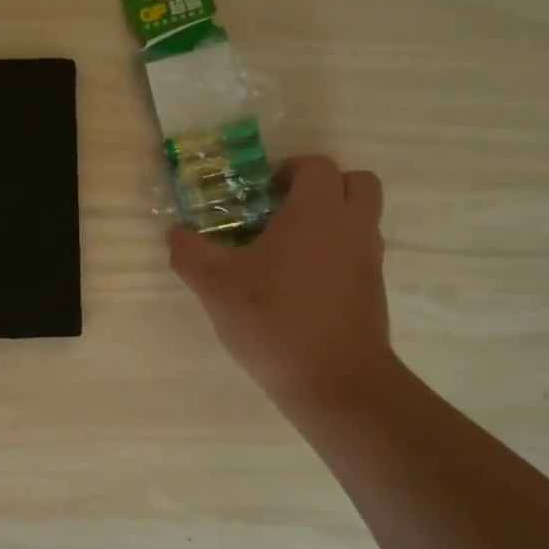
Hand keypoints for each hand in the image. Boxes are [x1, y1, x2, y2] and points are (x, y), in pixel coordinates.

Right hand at [168, 155, 396, 416]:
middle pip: (355, 182)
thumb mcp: (215, 286)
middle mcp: (351, 227)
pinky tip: (300, 284)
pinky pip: (359, 254)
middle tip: (285, 209)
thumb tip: (174, 234)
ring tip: (289, 248)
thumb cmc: (273, 320)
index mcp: (316, 212)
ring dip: (332, 220)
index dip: (289, 170)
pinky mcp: (373, 292)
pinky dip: (337, 254)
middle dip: (323, 186)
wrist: (336, 383)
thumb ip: (190, 253)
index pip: (316, 165)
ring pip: (362, 219)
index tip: (262, 192)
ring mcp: (369, 260)